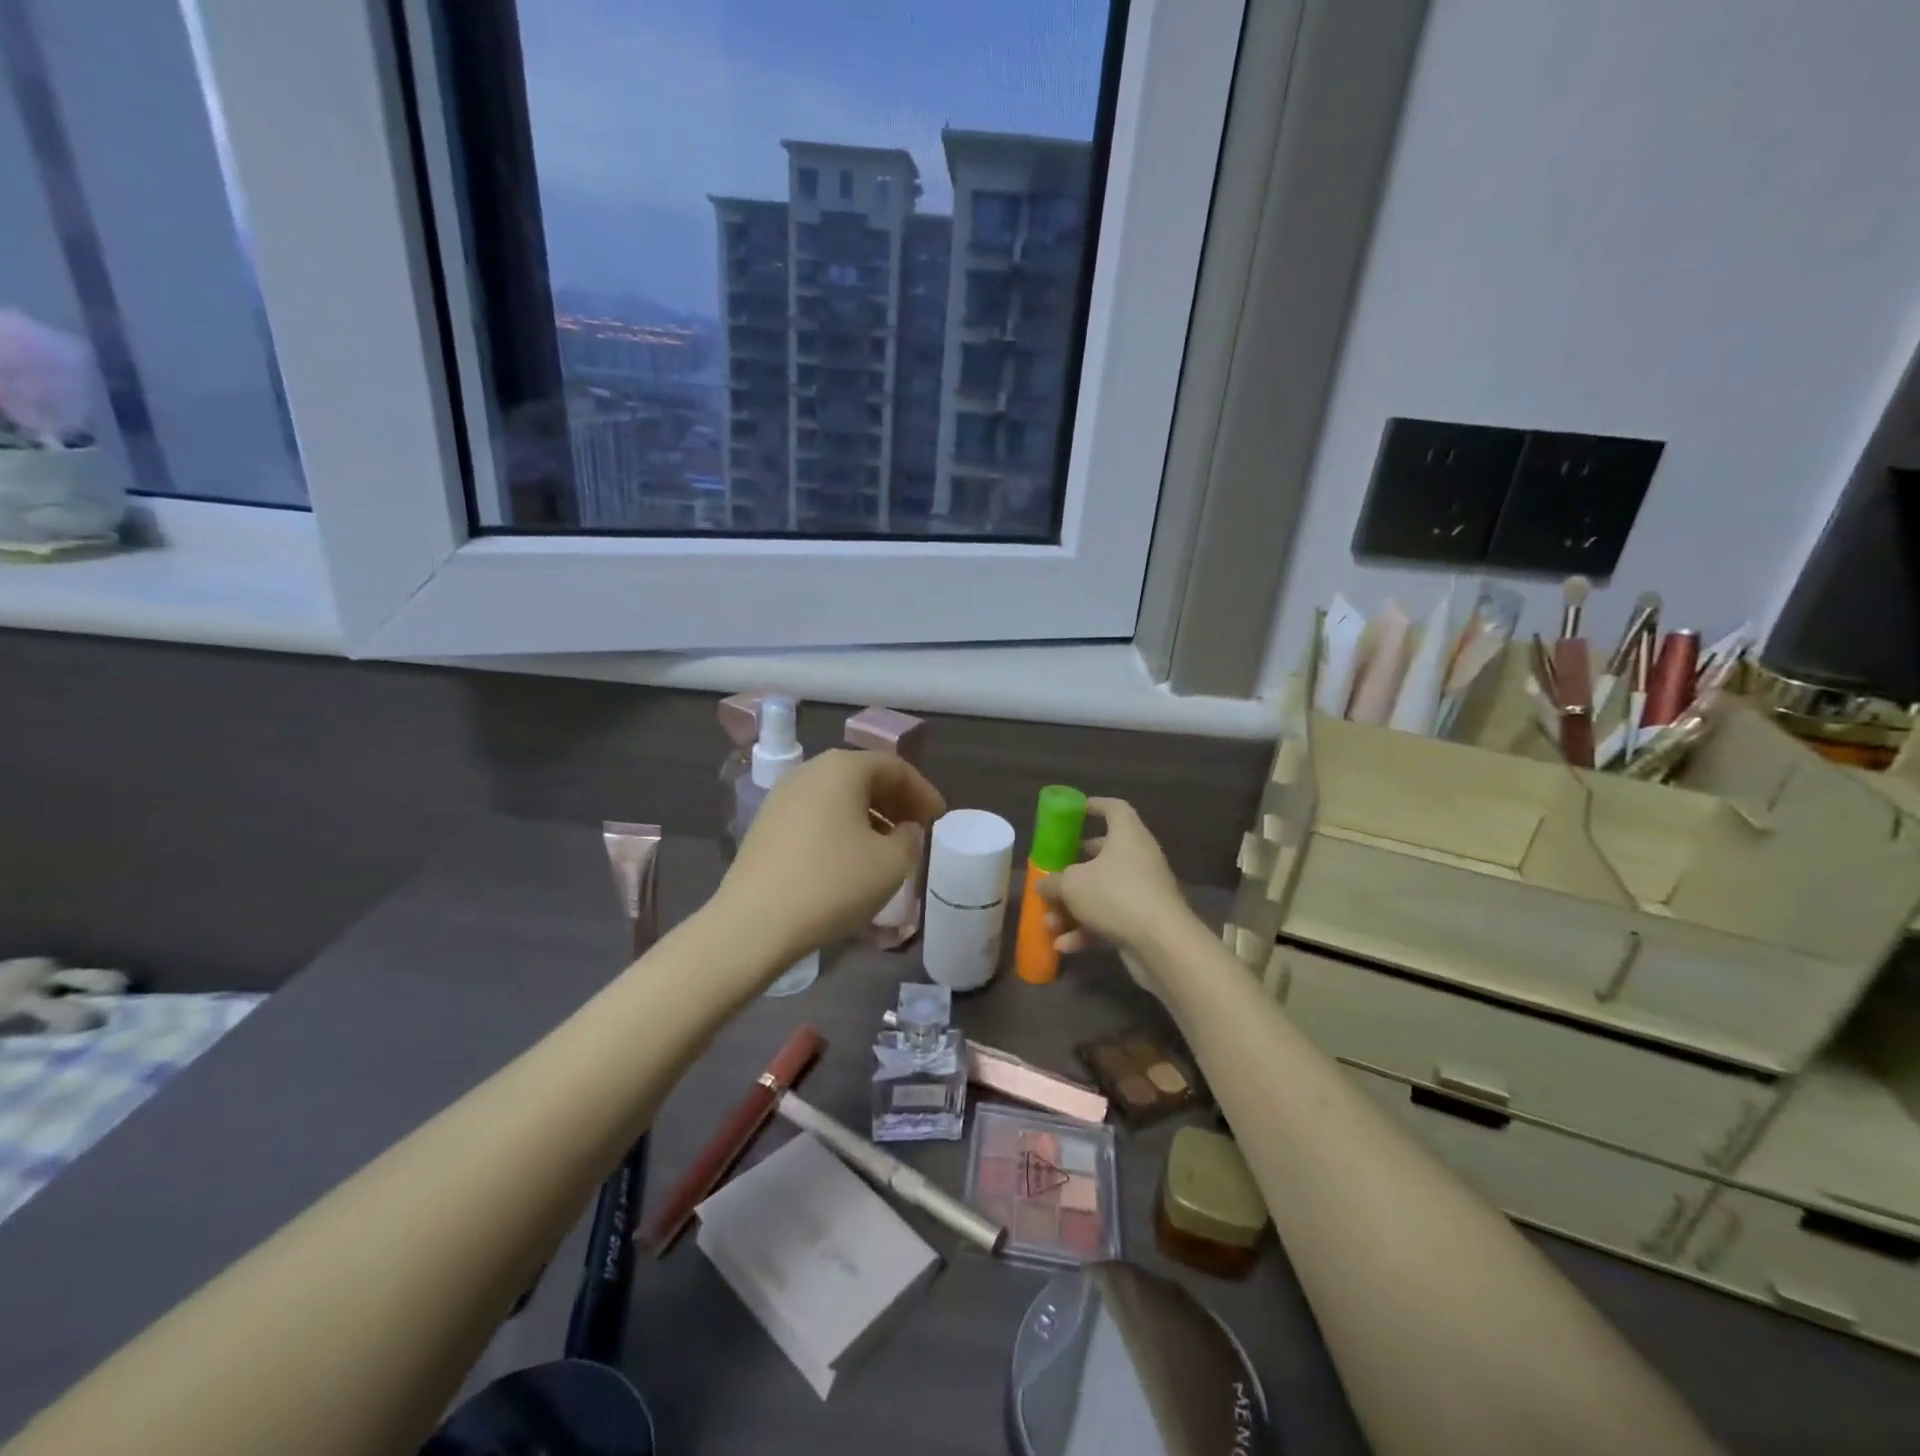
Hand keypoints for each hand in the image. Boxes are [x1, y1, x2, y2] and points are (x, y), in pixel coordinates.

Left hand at [713, 749, 945, 970]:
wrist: (754, 923)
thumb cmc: (832, 884)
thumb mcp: (891, 864)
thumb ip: (910, 839)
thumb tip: (904, 830)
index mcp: (843, 768)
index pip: (894, 766)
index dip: (923, 791)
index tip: (939, 818)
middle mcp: (810, 772)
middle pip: (864, 776)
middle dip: (896, 800)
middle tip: (917, 828)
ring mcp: (782, 797)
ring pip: (838, 796)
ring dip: (870, 815)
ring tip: (889, 846)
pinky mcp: (766, 825)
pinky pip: (817, 815)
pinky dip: (842, 827)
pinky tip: (851, 859)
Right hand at [1037, 798, 1190, 960]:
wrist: (1161, 943)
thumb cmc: (1115, 895)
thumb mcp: (1072, 885)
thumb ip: (1053, 882)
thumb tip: (1042, 884)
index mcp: (1127, 835)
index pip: (1114, 808)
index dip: (1094, 806)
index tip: (1075, 811)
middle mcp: (1138, 858)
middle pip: (1104, 854)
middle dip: (1075, 866)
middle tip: (1054, 871)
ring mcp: (1143, 890)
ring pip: (1103, 892)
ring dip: (1074, 907)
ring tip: (1049, 922)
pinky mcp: (1144, 920)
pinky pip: (1111, 919)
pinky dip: (1088, 930)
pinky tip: (1064, 946)